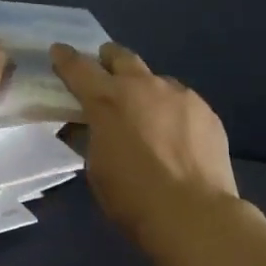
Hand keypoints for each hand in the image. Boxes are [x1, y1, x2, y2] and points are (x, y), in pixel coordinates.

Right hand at [50, 42, 239, 248]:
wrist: (193, 214)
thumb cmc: (133, 197)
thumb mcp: (97, 168)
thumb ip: (94, 137)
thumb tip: (94, 128)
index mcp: (108, 100)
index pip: (79, 68)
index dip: (65, 58)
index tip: (59, 51)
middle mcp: (144, 86)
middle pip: (121, 57)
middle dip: (109, 60)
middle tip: (105, 73)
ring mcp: (180, 95)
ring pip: (156, 80)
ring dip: (145, 90)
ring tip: (147, 116)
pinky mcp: (206, 111)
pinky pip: (182, 102)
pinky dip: (172, 112)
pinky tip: (176, 137)